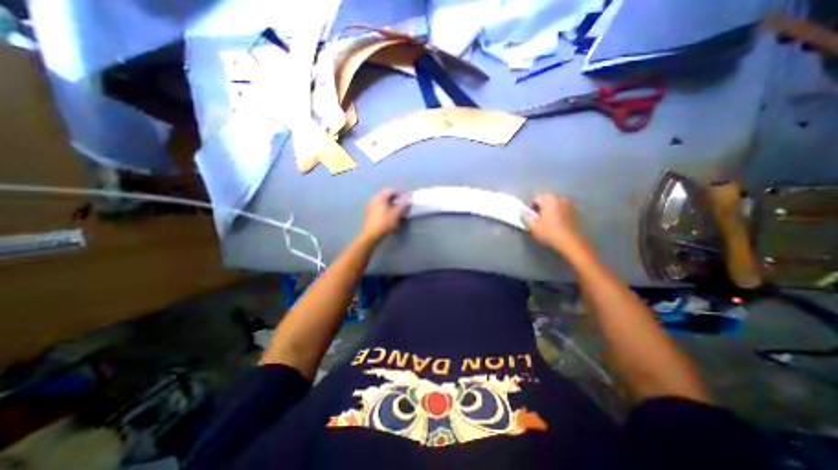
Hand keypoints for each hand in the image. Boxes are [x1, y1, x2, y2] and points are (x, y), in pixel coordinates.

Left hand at [358, 188, 406, 242]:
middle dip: (393, 198)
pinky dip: (382, 208)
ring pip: (380, 201)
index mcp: (380, 198)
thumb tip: (407, 197)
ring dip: (387, 203)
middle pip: (384, 195)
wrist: (371, 235)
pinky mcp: (367, 212)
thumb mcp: (396, 214)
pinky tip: (386, 215)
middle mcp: (373, 199)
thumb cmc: (384, 223)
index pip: (390, 191)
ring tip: (393, 210)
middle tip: (400, 205)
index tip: (404, 200)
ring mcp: (369, 206)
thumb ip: (402, 205)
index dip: (399, 194)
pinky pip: (376, 206)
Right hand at [525, 192, 584, 255]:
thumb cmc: (549, 232)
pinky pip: (562, 209)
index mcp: (549, 200)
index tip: (529, 215)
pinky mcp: (574, 213)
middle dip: (540, 207)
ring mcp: (569, 205)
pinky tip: (555, 223)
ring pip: (555, 204)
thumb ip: (526, 216)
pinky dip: (557, 213)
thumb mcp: (533, 226)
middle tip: (536, 218)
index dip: (530, 206)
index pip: (536, 198)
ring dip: (549, 209)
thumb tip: (523, 212)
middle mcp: (560, 199)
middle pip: (546, 199)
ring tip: (546, 220)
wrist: (570, 242)